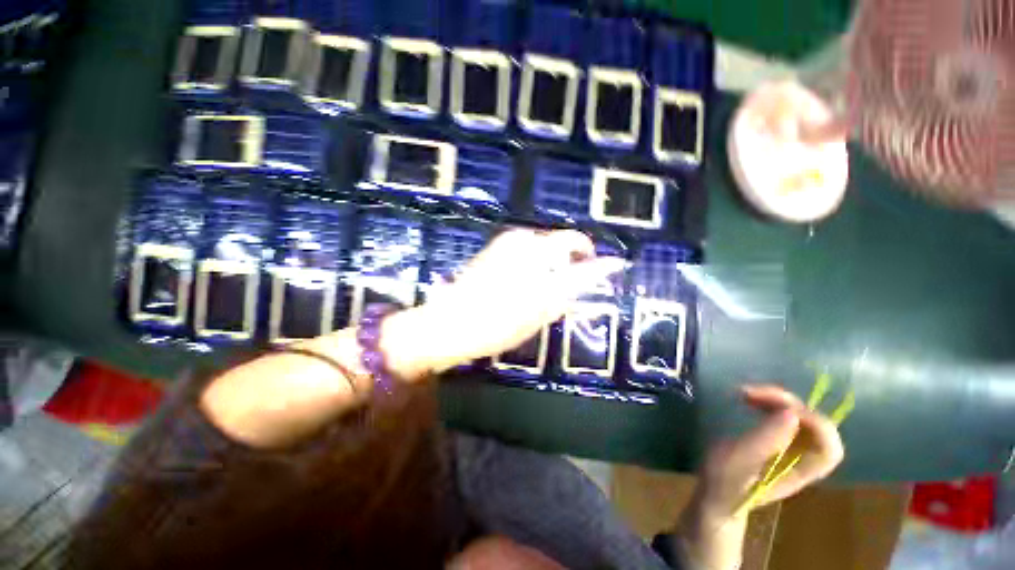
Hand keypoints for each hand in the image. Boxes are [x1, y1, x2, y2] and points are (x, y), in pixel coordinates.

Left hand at [406, 228, 625, 372]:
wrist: (451, 323)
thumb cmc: (498, 325)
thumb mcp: (539, 314)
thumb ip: (568, 292)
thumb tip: (587, 278)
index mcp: (540, 264)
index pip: (581, 256)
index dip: (599, 263)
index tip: (612, 265)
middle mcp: (527, 244)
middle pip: (563, 242)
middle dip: (573, 258)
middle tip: (572, 281)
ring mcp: (510, 242)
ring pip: (546, 243)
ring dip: (554, 259)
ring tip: (547, 283)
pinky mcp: (497, 245)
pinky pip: (528, 246)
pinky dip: (537, 259)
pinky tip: (527, 278)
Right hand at [677, 384, 844, 568]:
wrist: (716, 495)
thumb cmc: (723, 481)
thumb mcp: (737, 461)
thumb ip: (764, 440)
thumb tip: (791, 414)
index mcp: (800, 471)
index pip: (828, 447)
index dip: (812, 423)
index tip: (777, 409)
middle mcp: (804, 459)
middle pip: (816, 426)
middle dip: (788, 403)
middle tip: (752, 393)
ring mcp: (793, 449)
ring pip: (802, 417)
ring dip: (778, 400)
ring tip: (747, 394)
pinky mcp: (780, 441)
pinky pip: (788, 417)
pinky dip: (772, 403)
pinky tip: (751, 401)